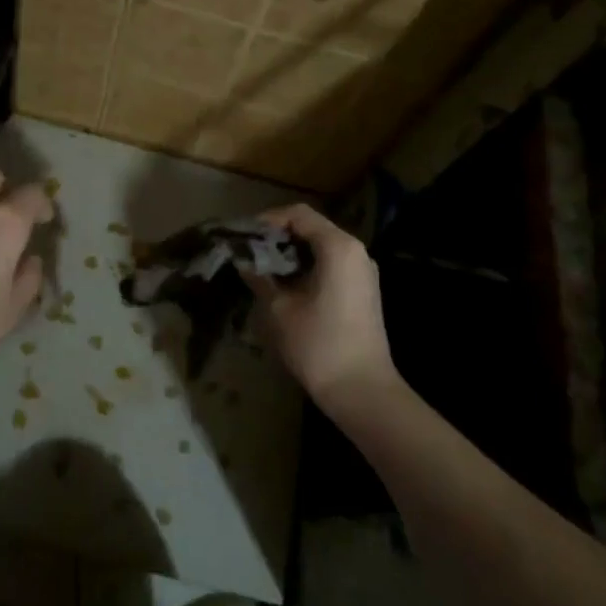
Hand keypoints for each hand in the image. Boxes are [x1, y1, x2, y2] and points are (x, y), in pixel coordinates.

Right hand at [245, 203, 399, 408]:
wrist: (362, 390)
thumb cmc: (318, 344)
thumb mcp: (279, 309)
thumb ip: (260, 277)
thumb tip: (244, 261)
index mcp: (338, 247)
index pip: (299, 214)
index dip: (267, 220)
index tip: (243, 235)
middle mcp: (356, 252)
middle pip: (312, 228)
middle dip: (277, 236)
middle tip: (247, 251)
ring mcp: (363, 272)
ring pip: (321, 247)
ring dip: (291, 253)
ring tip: (260, 268)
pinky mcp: (362, 291)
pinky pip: (331, 265)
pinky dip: (306, 267)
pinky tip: (283, 285)